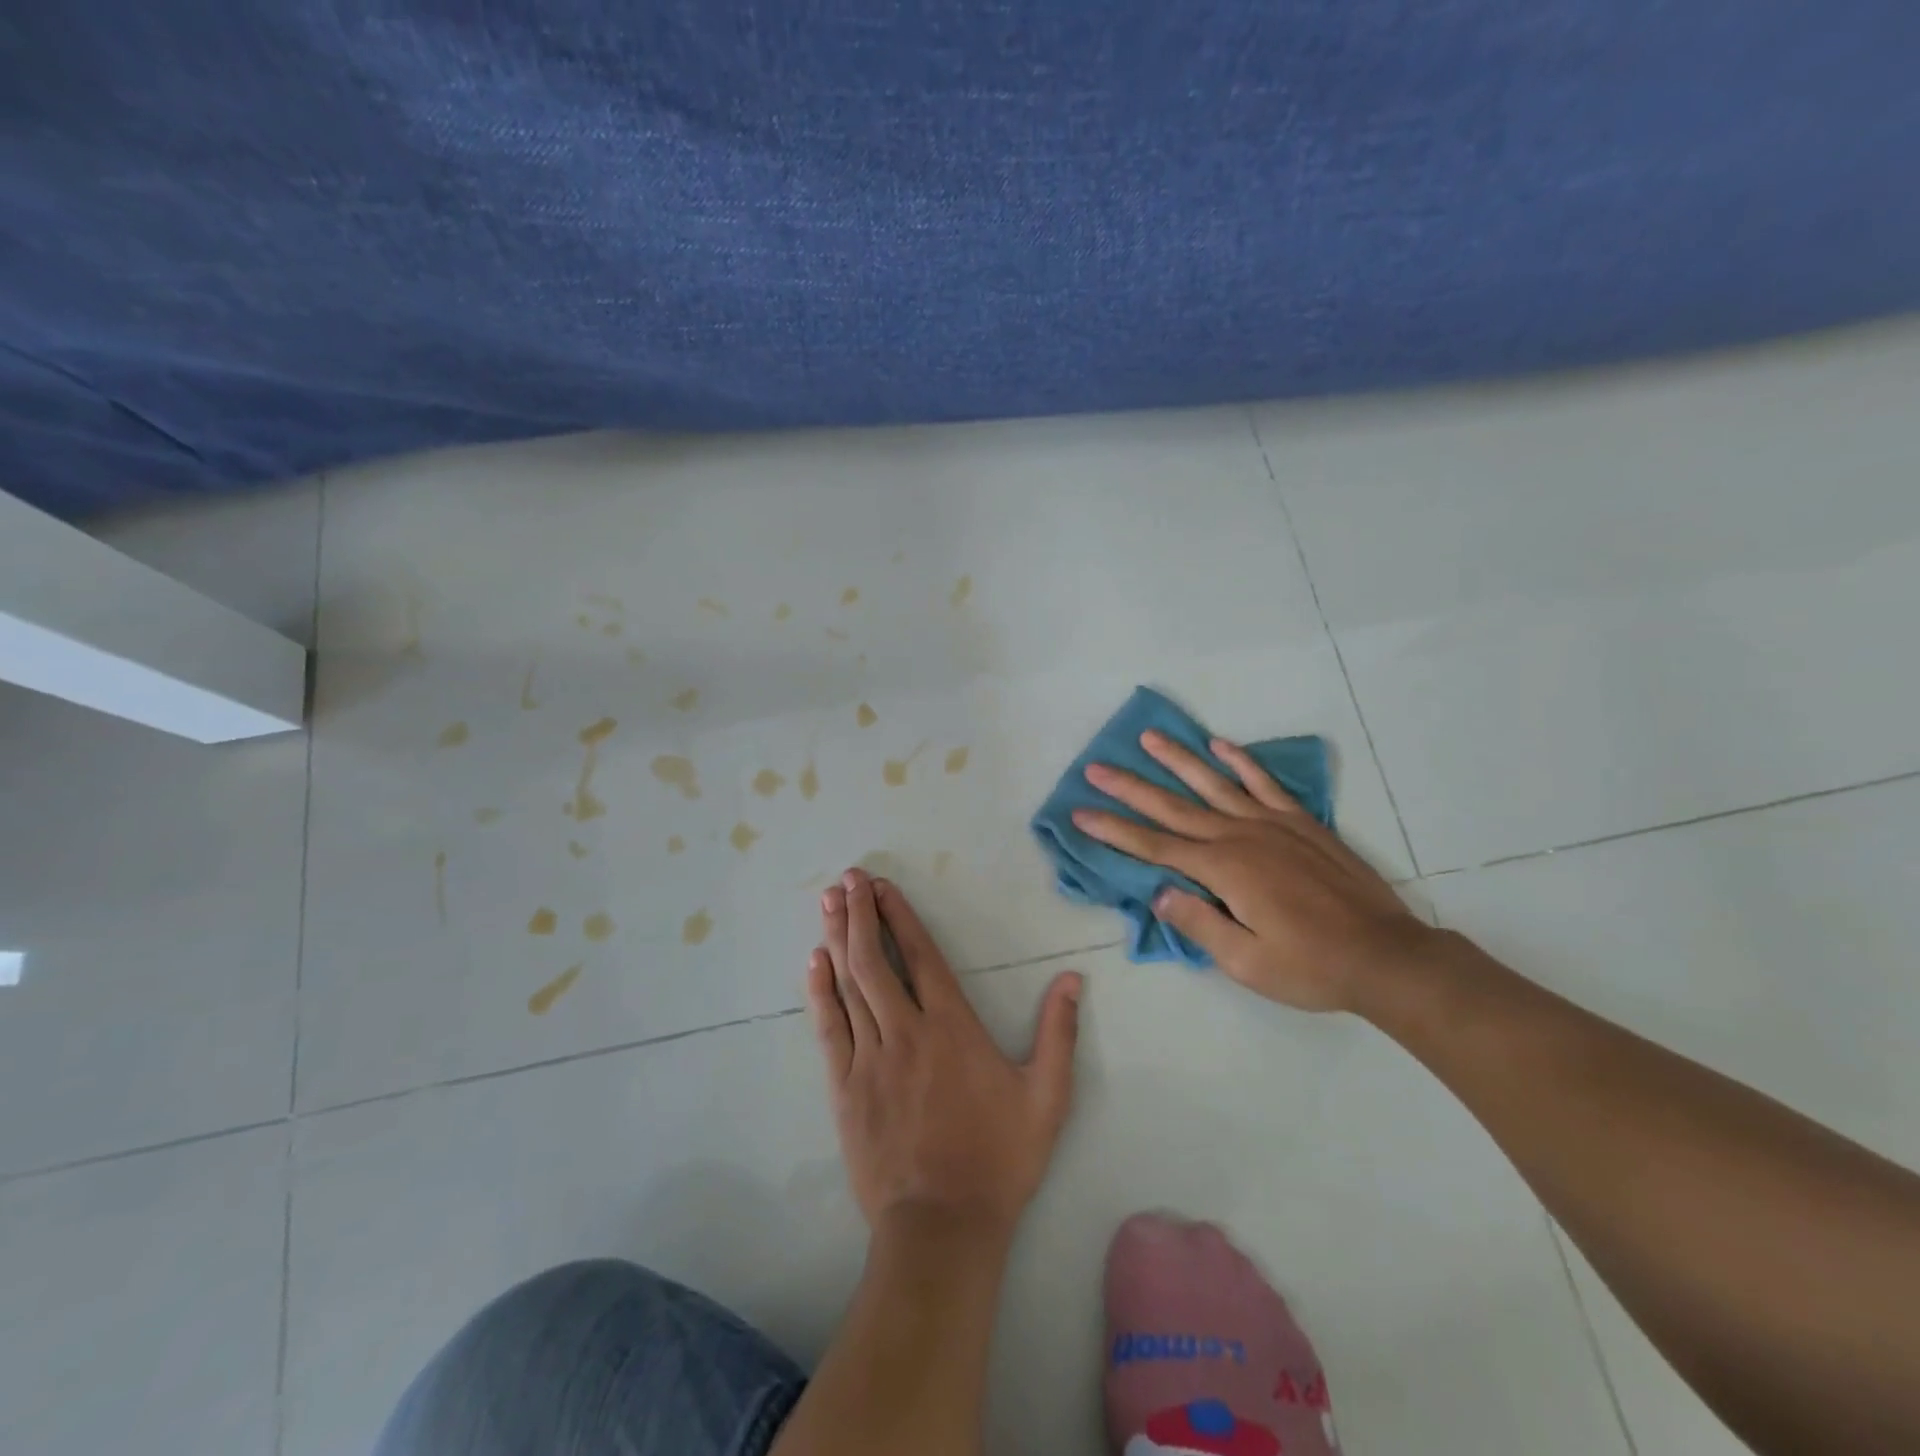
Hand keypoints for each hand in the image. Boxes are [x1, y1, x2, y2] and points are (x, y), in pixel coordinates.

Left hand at [808, 868, 1082, 1238]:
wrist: (942, 1226)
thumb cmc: (998, 1158)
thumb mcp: (1047, 1097)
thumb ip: (1058, 1033)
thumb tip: (1072, 979)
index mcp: (952, 1027)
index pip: (921, 957)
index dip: (901, 917)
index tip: (883, 886)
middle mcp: (906, 1031)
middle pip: (876, 960)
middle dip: (861, 914)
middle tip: (848, 879)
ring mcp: (870, 1057)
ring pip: (849, 985)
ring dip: (838, 939)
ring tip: (829, 901)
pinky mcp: (845, 1086)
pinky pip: (829, 1028)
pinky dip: (819, 991)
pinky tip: (813, 962)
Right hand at [1072, 730, 1433, 1012]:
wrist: (1385, 956)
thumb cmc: (1309, 966)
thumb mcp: (1245, 962)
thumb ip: (1198, 922)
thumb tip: (1158, 892)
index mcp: (1222, 870)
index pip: (1154, 846)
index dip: (1114, 830)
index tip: (1081, 813)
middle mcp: (1240, 836)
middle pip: (1174, 807)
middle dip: (1131, 788)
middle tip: (1096, 768)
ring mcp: (1272, 824)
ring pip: (1214, 784)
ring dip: (1178, 760)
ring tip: (1149, 737)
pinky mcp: (1301, 823)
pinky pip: (1264, 783)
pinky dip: (1241, 762)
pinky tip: (1220, 746)